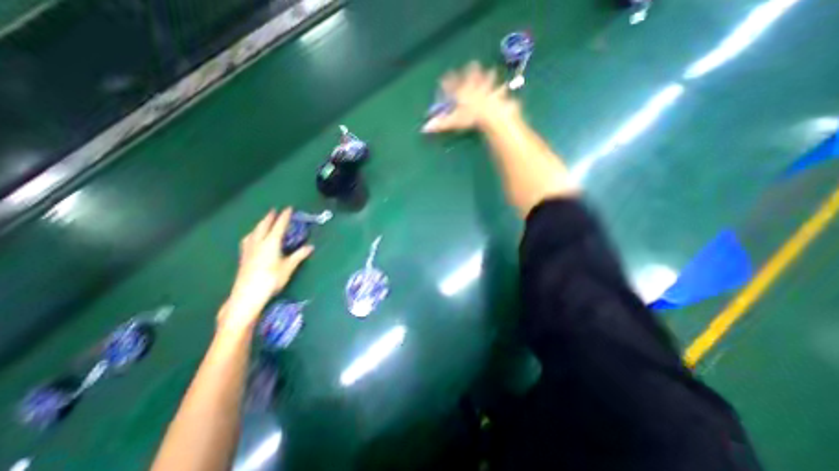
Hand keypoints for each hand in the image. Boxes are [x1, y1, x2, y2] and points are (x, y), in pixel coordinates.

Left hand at [218, 207, 313, 331]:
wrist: (247, 295)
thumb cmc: (271, 279)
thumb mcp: (288, 267)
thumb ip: (299, 256)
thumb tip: (310, 247)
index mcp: (271, 243)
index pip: (279, 226)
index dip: (284, 216)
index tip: (288, 208)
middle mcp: (258, 242)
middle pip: (264, 226)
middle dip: (270, 217)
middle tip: (274, 210)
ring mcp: (249, 249)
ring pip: (254, 232)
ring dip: (260, 224)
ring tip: (263, 222)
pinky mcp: (243, 257)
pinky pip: (248, 239)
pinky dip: (253, 234)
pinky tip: (252, 238)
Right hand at [427, 61, 519, 133]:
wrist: (490, 113)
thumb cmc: (470, 116)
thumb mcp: (453, 121)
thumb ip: (440, 124)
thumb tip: (425, 128)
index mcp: (462, 92)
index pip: (452, 85)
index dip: (448, 81)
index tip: (444, 76)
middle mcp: (474, 87)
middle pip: (471, 76)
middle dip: (471, 71)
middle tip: (472, 64)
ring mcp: (487, 89)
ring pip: (487, 79)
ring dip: (488, 76)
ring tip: (490, 71)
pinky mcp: (498, 94)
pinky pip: (501, 91)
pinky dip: (502, 90)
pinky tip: (505, 88)